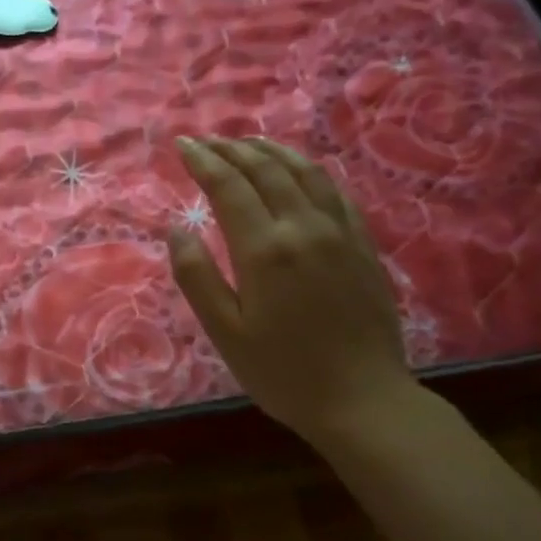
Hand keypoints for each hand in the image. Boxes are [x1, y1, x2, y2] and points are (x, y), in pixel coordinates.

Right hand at [168, 136, 414, 443]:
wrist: (362, 399)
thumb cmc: (282, 372)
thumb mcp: (225, 332)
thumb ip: (197, 276)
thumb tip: (176, 228)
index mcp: (265, 249)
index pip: (229, 187)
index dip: (203, 161)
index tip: (182, 145)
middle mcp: (305, 227)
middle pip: (267, 170)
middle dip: (232, 150)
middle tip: (206, 141)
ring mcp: (341, 233)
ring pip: (305, 172)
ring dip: (272, 152)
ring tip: (247, 144)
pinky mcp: (364, 245)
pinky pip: (335, 191)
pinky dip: (309, 171)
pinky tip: (299, 172)